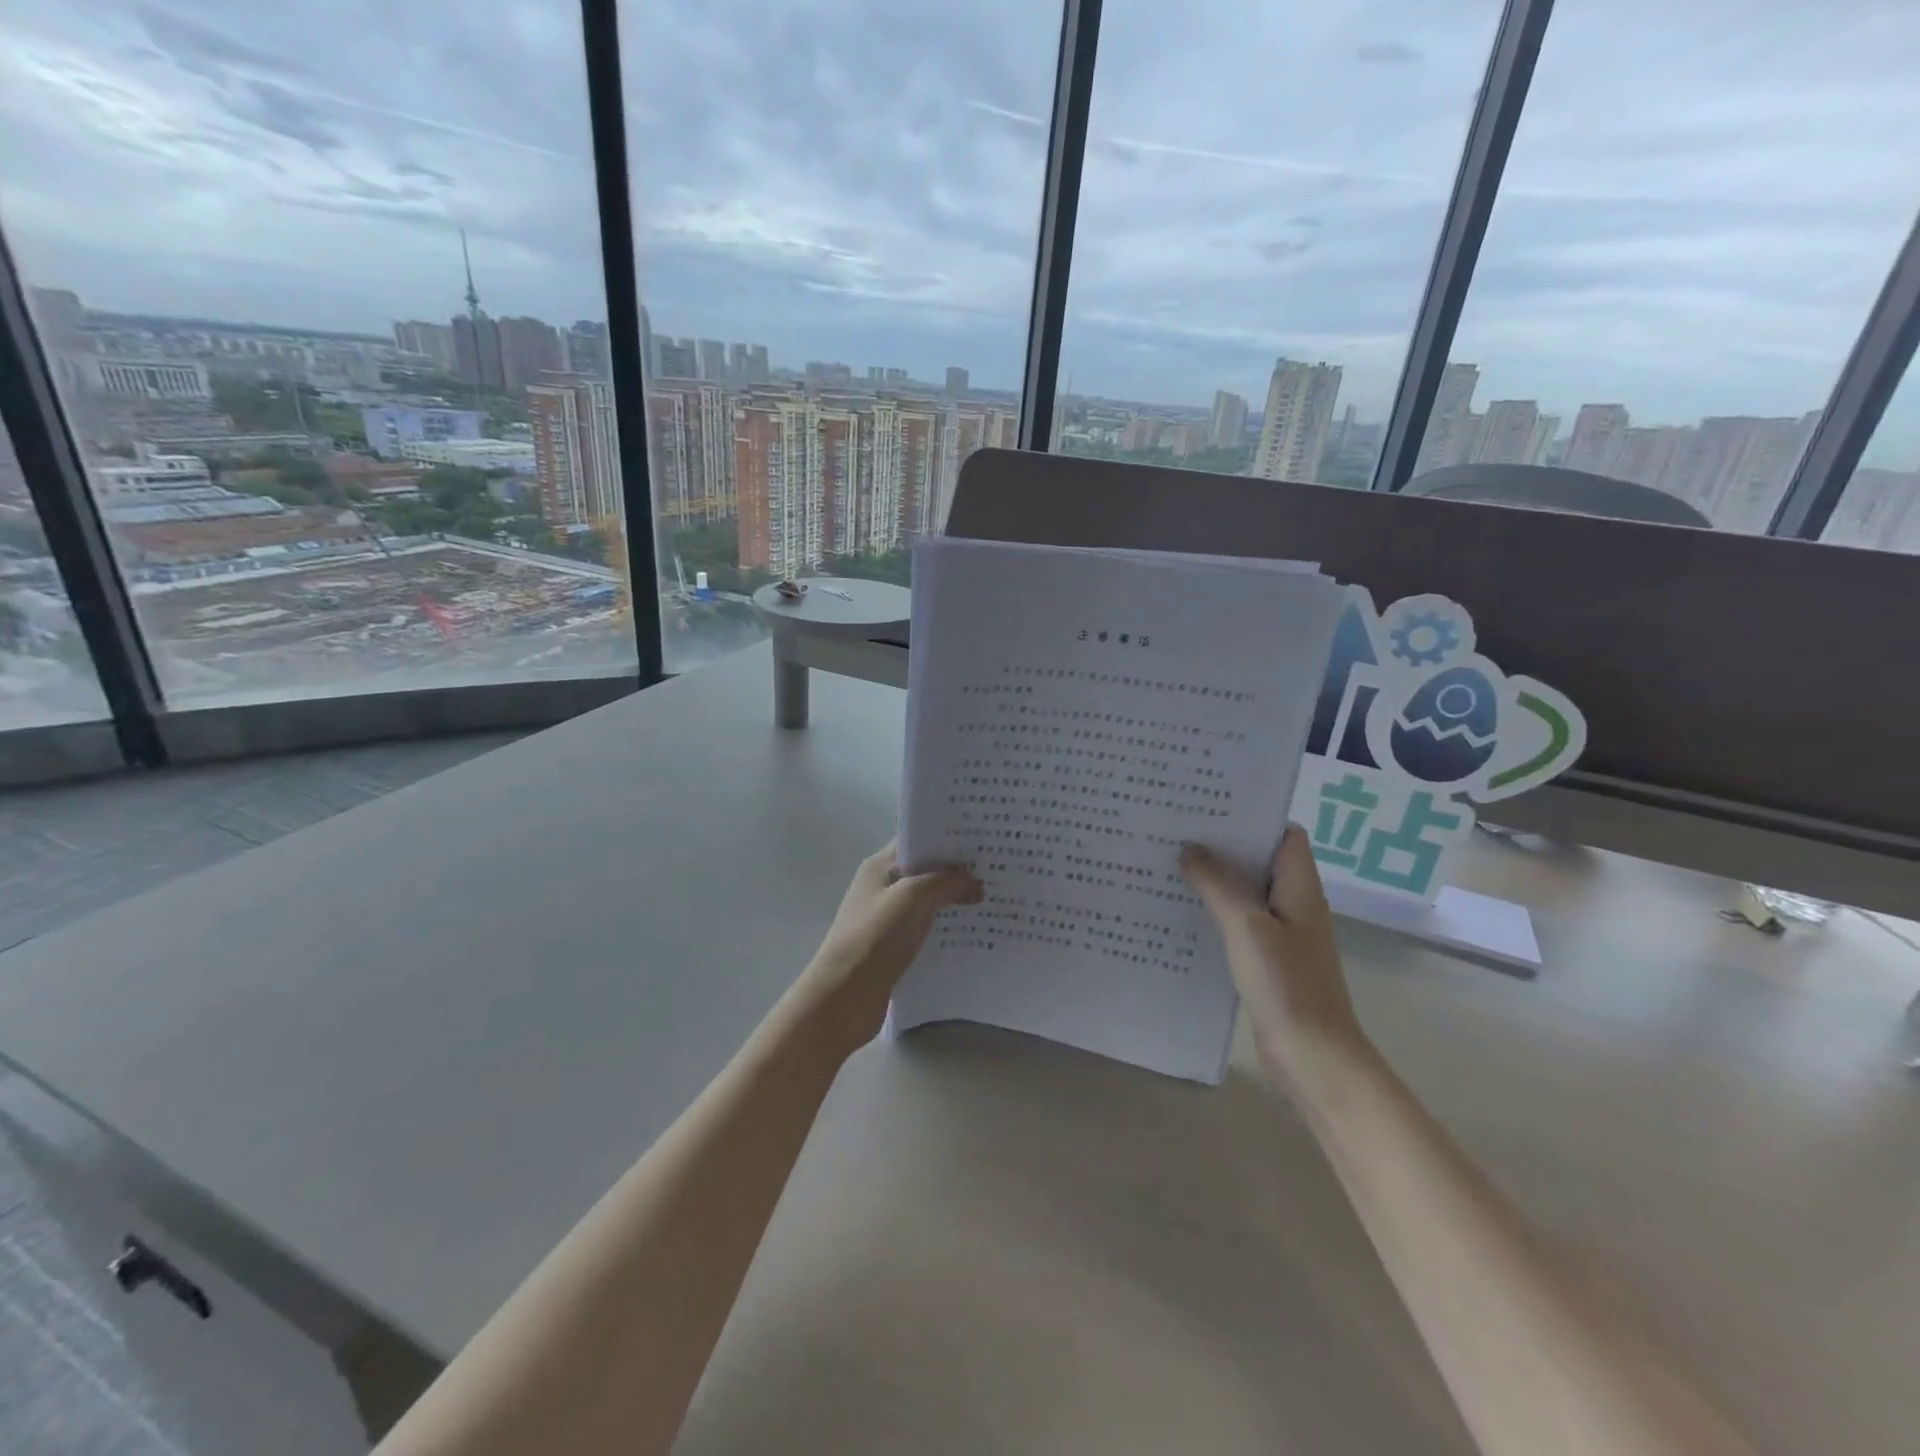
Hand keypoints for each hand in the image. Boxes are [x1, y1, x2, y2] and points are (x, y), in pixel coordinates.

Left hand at [793, 842, 981, 1056]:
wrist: (845, 996)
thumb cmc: (875, 937)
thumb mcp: (914, 897)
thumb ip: (947, 881)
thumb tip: (975, 881)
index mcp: (881, 866)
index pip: (918, 840)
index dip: (948, 837)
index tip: (983, 839)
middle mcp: (883, 887)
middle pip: (926, 870)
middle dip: (958, 870)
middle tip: (998, 869)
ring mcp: (887, 918)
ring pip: (928, 901)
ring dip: (955, 900)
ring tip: (994, 899)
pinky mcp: (894, 946)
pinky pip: (927, 928)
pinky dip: (947, 927)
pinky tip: (974, 932)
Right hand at [1181, 826, 1367, 1094]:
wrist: (1313, 1057)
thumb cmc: (1286, 984)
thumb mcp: (1247, 927)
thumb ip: (1219, 885)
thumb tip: (1191, 849)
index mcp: (1299, 887)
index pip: (1284, 834)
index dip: (1253, 815)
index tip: (1210, 804)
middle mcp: (1294, 904)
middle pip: (1260, 860)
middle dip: (1223, 844)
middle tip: (1177, 829)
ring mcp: (1282, 934)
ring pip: (1246, 892)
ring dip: (1215, 879)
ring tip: (1170, 861)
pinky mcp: (1267, 960)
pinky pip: (1239, 922)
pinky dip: (1215, 911)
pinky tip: (1182, 910)